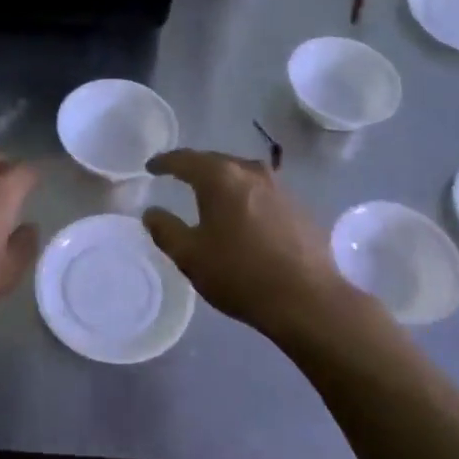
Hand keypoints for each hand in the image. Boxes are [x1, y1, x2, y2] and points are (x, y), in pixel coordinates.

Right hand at [144, 148, 352, 335]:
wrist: (306, 299)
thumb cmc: (239, 274)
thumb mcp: (190, 256)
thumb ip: (166, 230)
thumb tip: (152, 213)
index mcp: (221, 178)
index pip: (185, 159)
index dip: (165, 162)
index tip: (151, 167)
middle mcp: (252, 172)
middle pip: (217, 161)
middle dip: (195, 167)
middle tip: (178, 176)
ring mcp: (280, 188)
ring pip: (242, 174)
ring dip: (224, 181)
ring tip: (210, 194)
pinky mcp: (299, 207)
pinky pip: (262, 192)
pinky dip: (245, 197)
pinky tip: (243, 215)